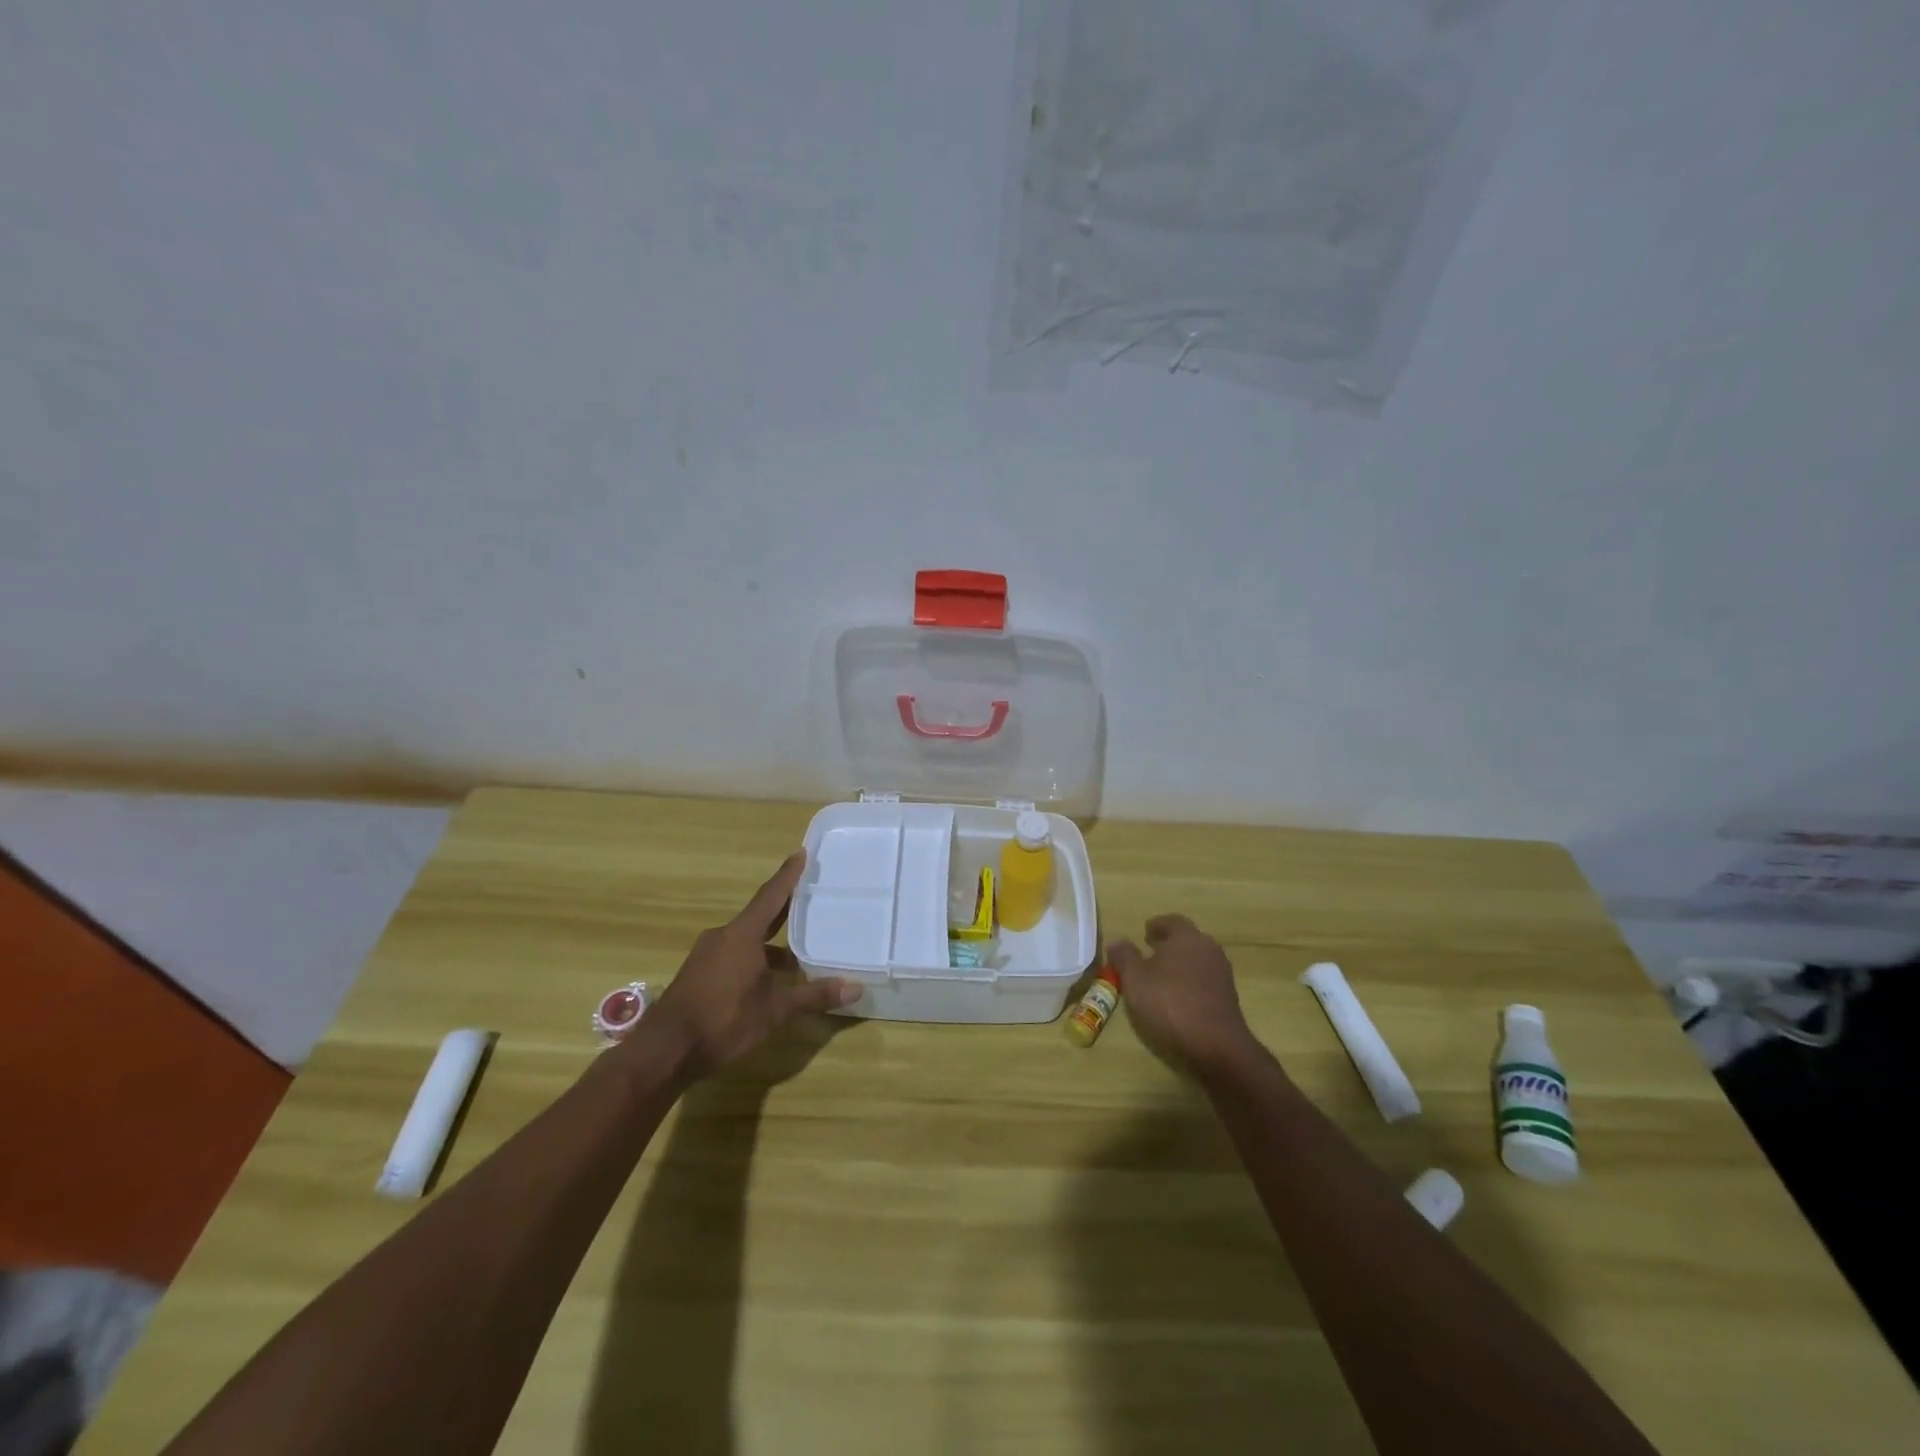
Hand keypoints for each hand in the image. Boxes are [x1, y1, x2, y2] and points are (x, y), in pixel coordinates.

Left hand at [643, 851, 857, 1083]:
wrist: (664, 1052)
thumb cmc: (723, 1020)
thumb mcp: (775, 1010)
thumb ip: (814, 996)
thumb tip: (856, 988)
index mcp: (742, 934)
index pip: (771, 896)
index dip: (788, 875)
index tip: (801, 852)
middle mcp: (723, 937)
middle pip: (760, 916)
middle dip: (784, 910)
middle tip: (809, 899)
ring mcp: (707, 956)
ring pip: (747, 941)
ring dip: (771, 945)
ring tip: (798, 956)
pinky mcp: (698, 975)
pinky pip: (733, 956)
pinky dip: (754, 960)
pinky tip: (769, 982)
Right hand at [1108, 915, 1259, 1073]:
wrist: (1216, 1045)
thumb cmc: (1170, 1003)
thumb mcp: (1135, 979)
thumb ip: (1124, 956)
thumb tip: (1117, 941)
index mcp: (1187, 937)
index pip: (1172, 921)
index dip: (1157, 925)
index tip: (1145, 933)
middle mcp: (1208, 949)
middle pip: (1187, 940)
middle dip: (1169, 945)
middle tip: (1150, 954)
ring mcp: (1222, 974)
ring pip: (1197, 961)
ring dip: (1180, 965)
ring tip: (1161, 979)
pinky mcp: (1228, 998)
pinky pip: (1204, 981)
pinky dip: (1190, 983)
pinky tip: (1177, 998)